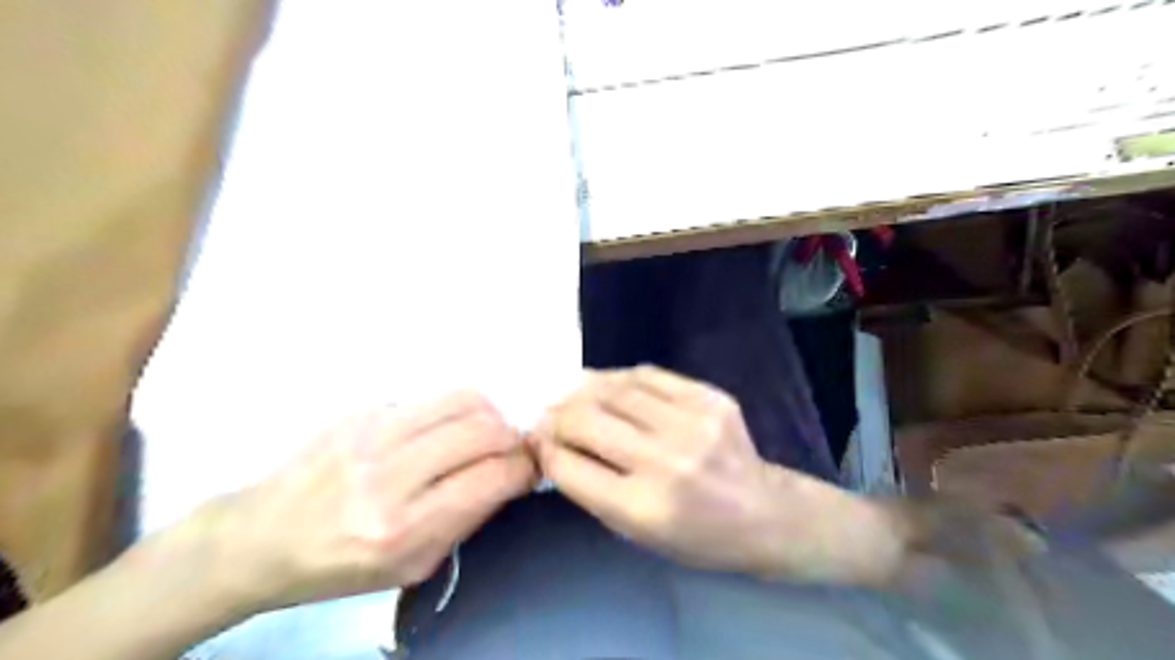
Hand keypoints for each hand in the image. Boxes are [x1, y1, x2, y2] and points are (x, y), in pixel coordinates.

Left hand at [176, 392, 535, 612]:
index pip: (491, 479)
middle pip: (484, 430)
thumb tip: (507, 477)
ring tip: (485, 432)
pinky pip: (430, 398)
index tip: (532, 467)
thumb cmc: (338, 565)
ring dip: (490, 415)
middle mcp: (389, 476)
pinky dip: (452, 412)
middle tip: (512, 449)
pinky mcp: (361, 410)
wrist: (260, 537)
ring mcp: (372, 434)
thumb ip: (465, 521)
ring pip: (463, 400)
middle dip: (514, 438)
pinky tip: (439, 431)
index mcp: (402, 529)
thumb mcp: (409, 569)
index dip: (525, 468)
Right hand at [536, 369, 900, 583]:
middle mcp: (666, 462)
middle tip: (546, 413)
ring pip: (615, 390)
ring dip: (582, 389)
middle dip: (556, 415)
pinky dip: (618, 378)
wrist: (763, 514)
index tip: (535, 439)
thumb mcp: (636, 532)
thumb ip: (592, 486)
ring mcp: (692, 423)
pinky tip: (606, 384)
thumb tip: (554, 441)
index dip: (544, 448)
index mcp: (643, 508)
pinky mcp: (710, 397)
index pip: (570, 466)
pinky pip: (648, 375)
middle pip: (587, 420)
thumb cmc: (695, 536)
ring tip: (569, 393)